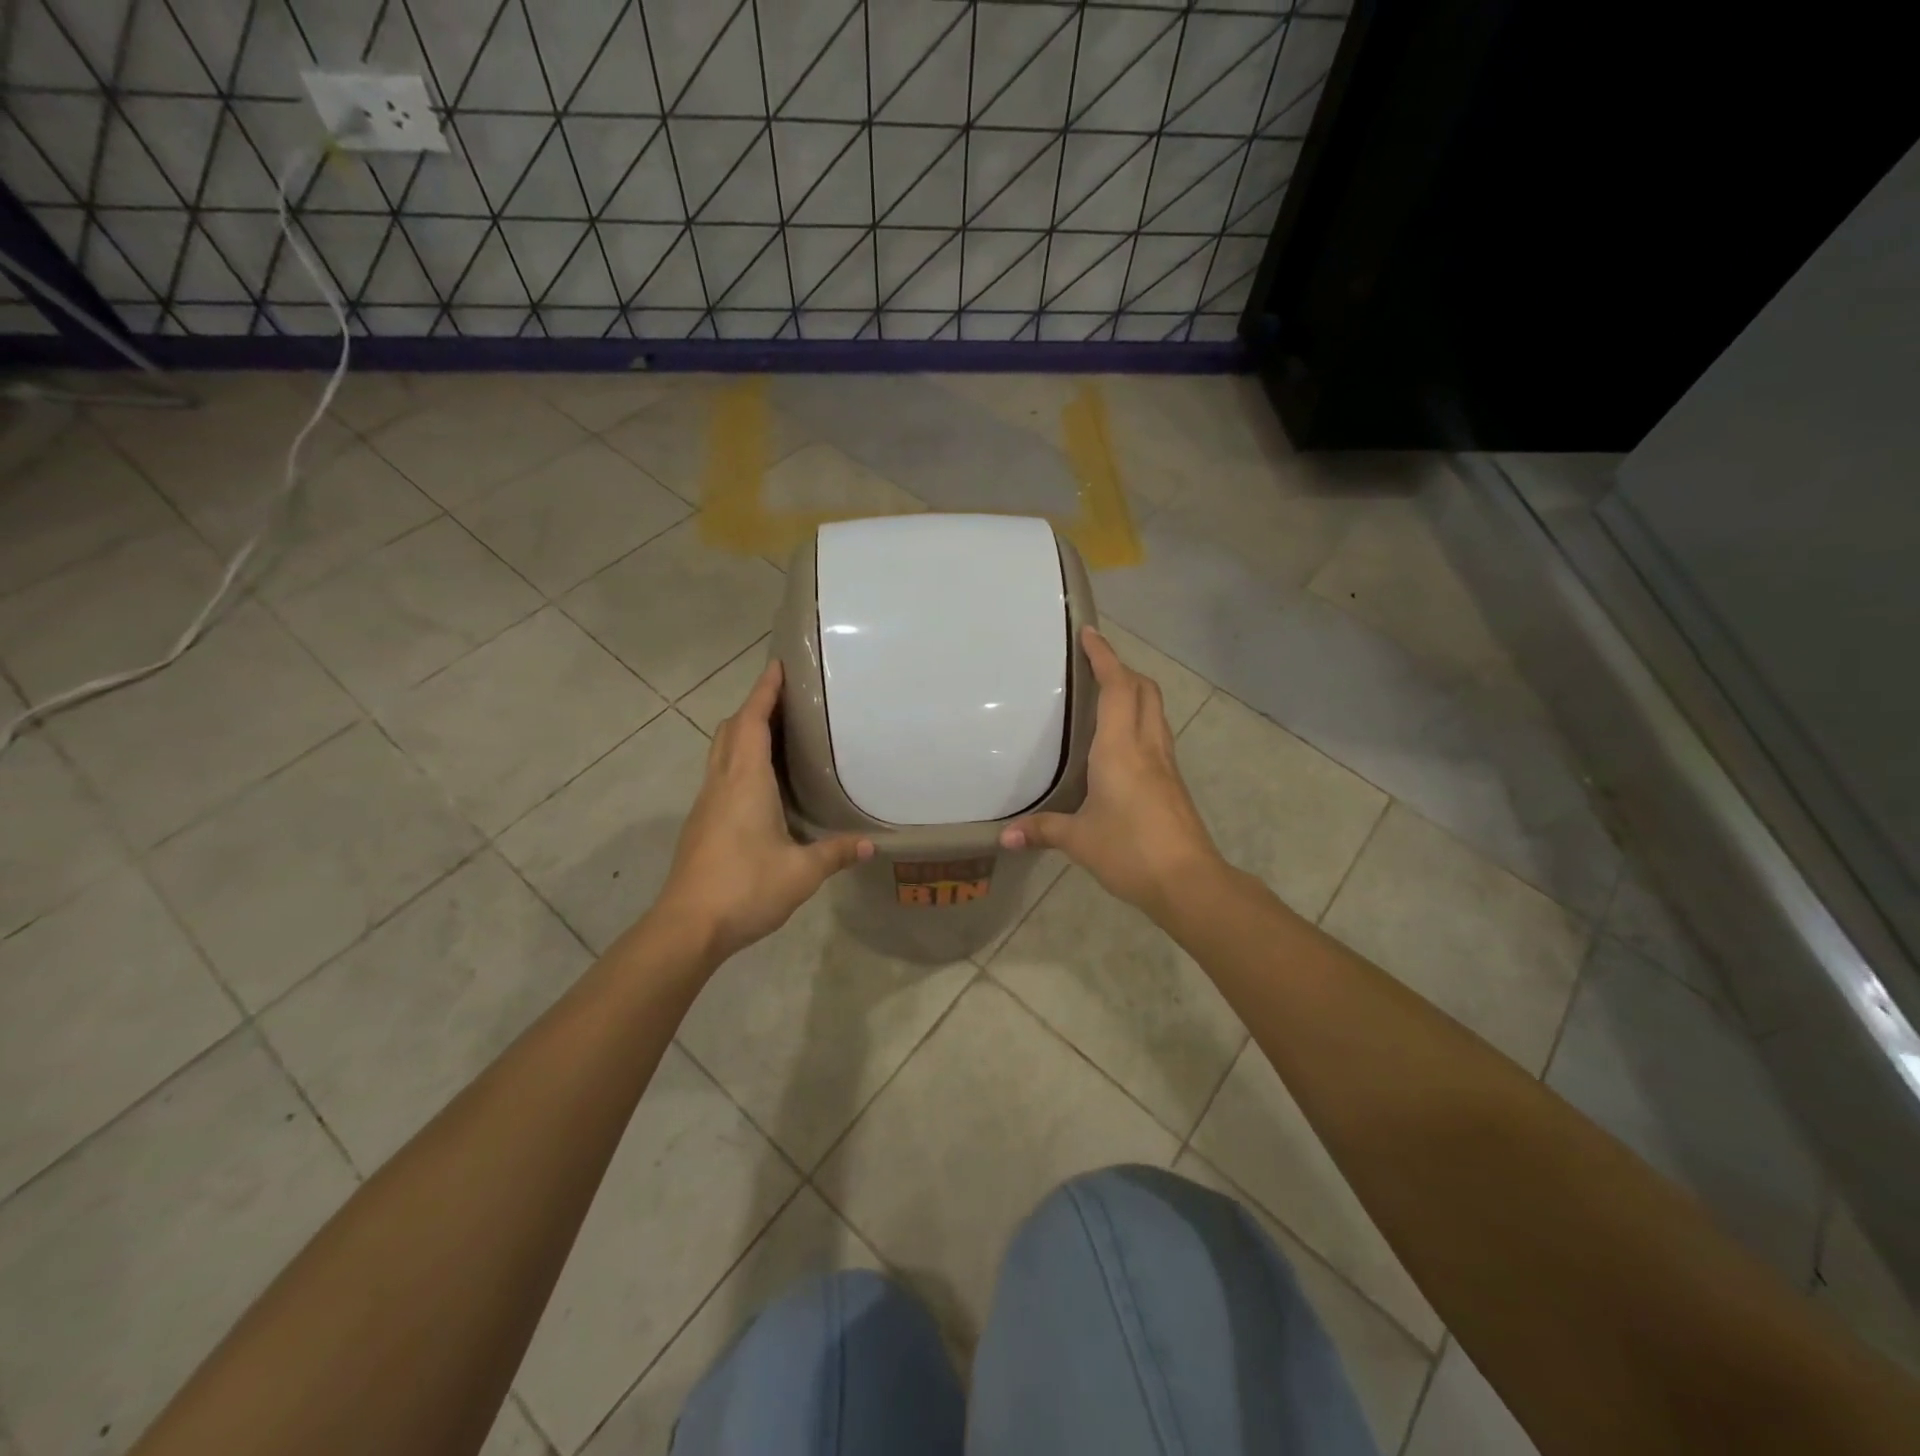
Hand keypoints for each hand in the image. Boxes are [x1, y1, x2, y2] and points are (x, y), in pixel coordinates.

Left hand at [656, 660, 871, 963]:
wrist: (687, 926)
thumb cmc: (745, 888)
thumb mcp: (801, 872)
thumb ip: (835, 853)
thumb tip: (870, 844)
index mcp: (745, 781)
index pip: (753, 722)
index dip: (764, 692)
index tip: (777, 665)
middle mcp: (722, 783)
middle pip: (732, 730)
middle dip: (754, 706)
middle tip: (785, 698)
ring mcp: (706, 803)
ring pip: (721, 751)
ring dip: (743, 732)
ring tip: (776, 732)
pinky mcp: (701, 823)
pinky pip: (720, 774)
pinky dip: (739, 759)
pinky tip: (761, 782)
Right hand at [1000, 626, 1222, 916]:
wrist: (1188, 881)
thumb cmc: (1130, 851)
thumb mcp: (1079, 840)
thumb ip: (1042, 831)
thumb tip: (1004, 837)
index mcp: (1120, 748)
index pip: (1116, 687)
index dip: (1104, 657)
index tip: (1089, 633)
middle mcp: (1147, 746)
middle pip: (1144, 690)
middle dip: (1121, 669)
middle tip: (1095, 665)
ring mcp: (1165, 763)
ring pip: (1155, 710)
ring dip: (1135, 692)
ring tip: (1107, 694)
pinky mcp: (1173, 782)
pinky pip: (1157, 733)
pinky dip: (1140, 719)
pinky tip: (1122, 742)